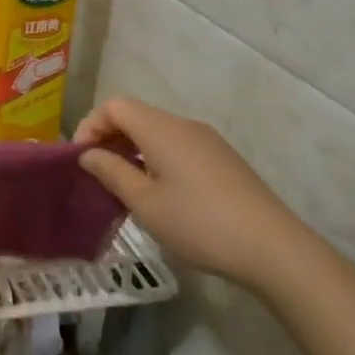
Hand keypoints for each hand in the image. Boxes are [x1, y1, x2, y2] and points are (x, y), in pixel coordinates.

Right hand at [74, 96, 320, 290]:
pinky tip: (158, 194)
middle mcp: (184, 125)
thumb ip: (111, 172)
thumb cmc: (198, 223)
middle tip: (97, 175)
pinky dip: (155, 159)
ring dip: (132, 151)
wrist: (272, 248)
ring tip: (123, 188)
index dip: (90, 126)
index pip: (114, 106)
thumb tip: (89, 154)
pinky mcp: (222, 160)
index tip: (82, 160)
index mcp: (161, 128)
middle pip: (135, 115)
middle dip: (109, 138)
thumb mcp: (144, 202)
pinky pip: (177, 147)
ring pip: (156, 132)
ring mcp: (207, 141)